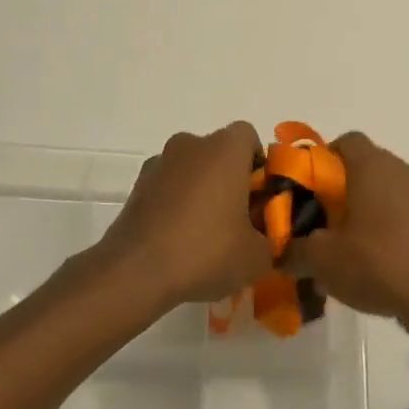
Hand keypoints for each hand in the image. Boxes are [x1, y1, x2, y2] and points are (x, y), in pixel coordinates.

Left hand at [99, 123, 272, 309]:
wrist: (136, 270)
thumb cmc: (206, 250)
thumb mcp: (257, 256)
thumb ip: (272, 240)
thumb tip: (267, 240)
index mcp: (225, 148)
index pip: (249, 138)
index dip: (258, 165)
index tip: (259, 198)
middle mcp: (191, 144)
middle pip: (219, 152)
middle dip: (230, 179)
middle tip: (237, 219)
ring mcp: (160, 162)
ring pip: (191, 169)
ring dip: (201, 190)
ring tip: (204, 234)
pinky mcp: (137, 185)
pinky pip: (168, 186)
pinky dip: (175, 203)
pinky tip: (177, 239)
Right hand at [291, 132, 408, 344]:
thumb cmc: (379, 264)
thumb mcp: (322, 260)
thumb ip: (294, 250)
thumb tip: (281, 252)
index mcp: (373, 166)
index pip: (346, 141)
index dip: (323, 159)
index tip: (309, 189)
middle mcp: (403, 170)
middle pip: (366, 167)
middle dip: (342, 190)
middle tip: (323, 223)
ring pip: (389, 192)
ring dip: (369, 211)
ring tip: (349, 249)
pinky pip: (408, 216)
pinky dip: (392, 230)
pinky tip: (380, 266)